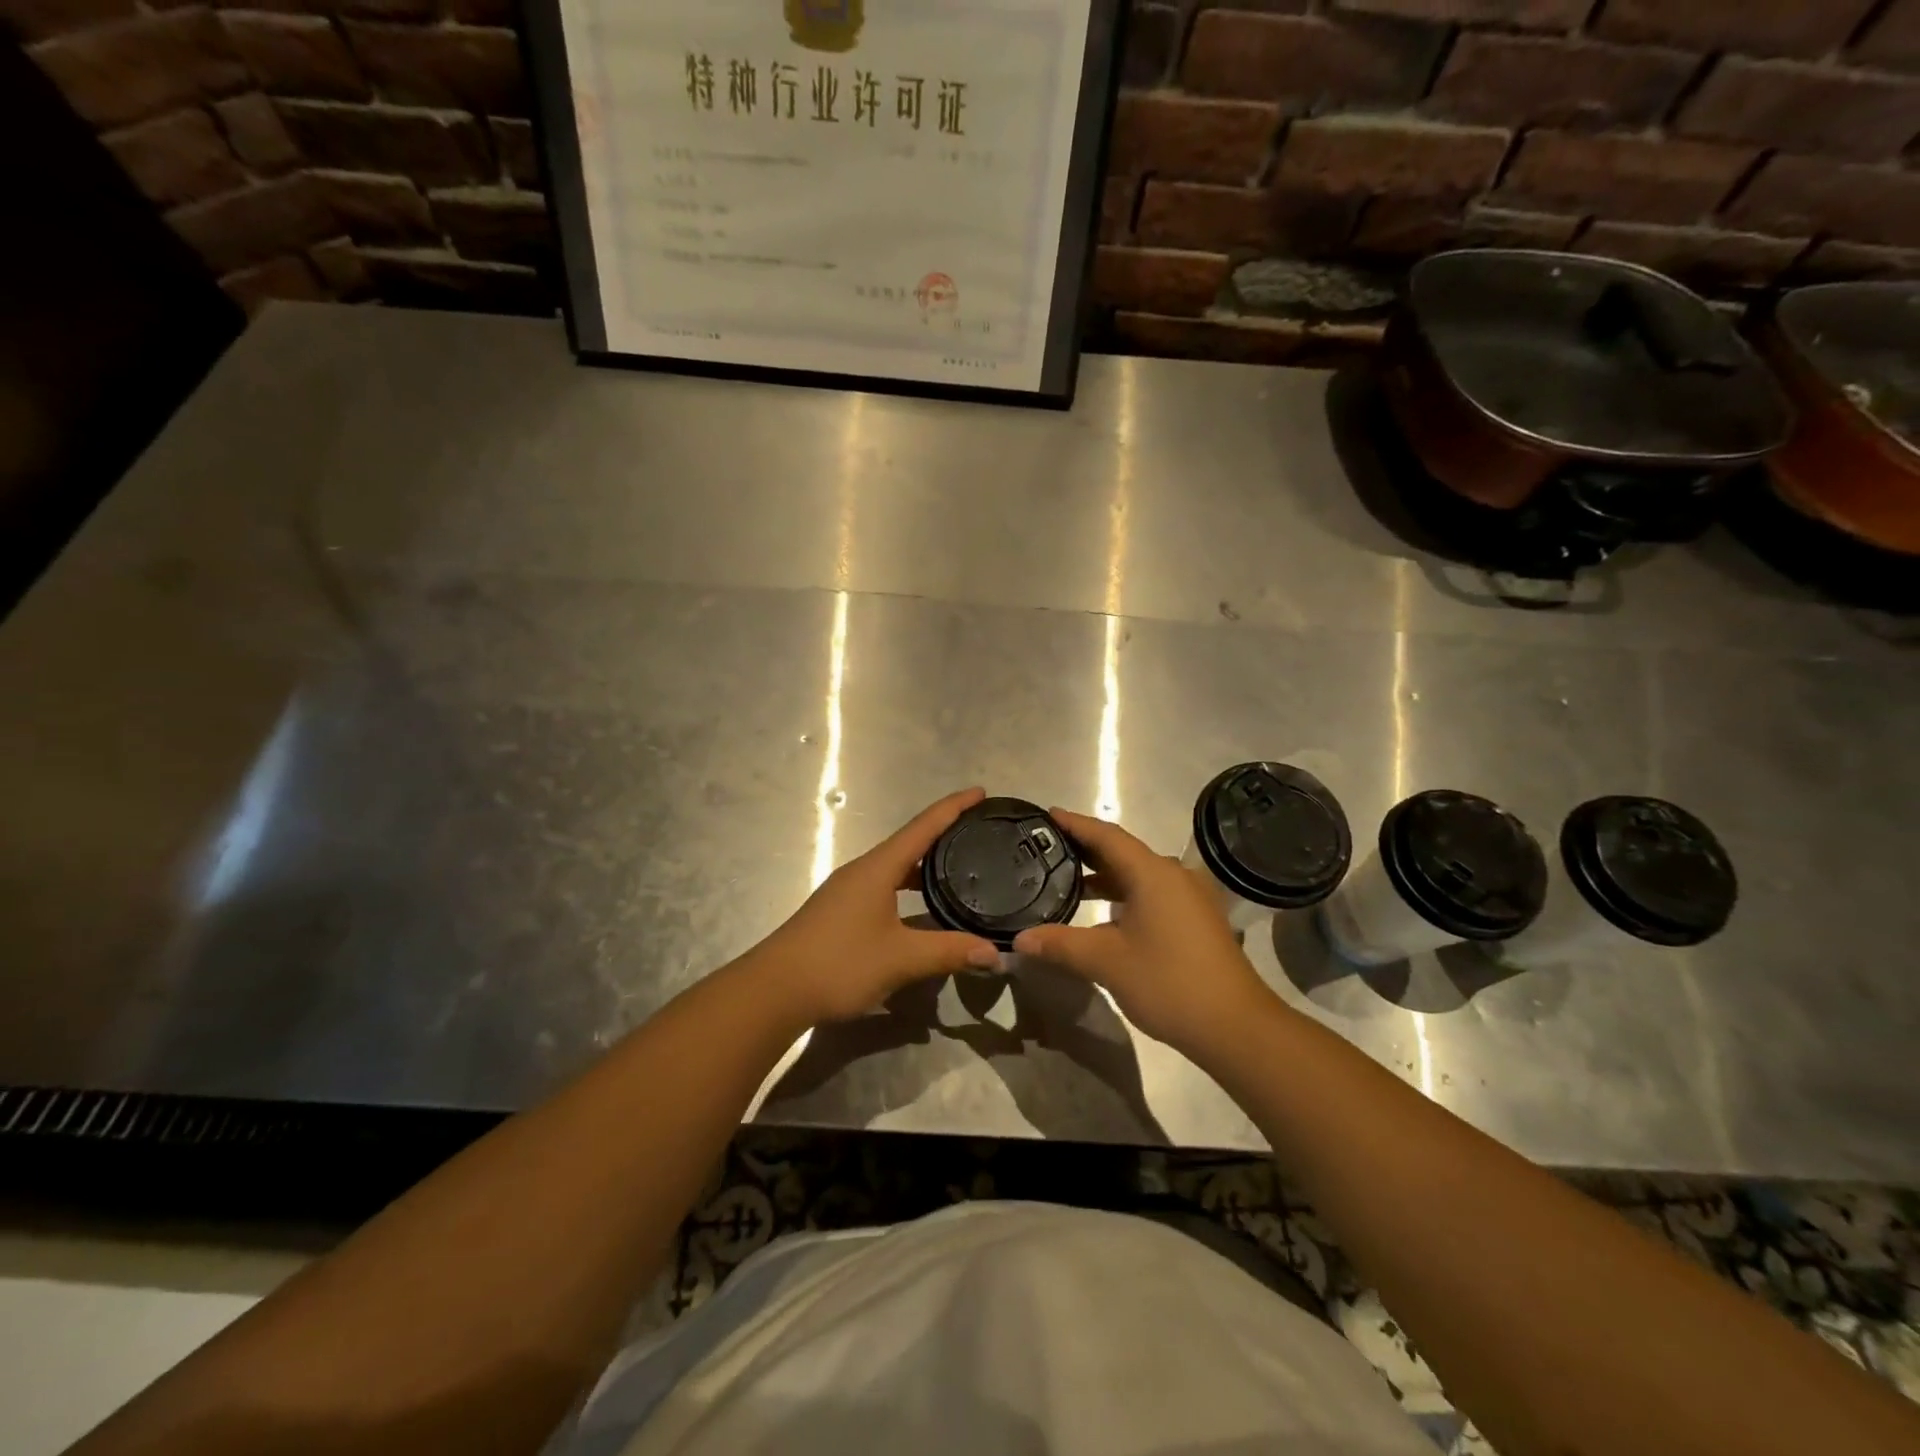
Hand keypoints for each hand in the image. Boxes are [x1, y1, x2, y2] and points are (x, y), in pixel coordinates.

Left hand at [754, 788, 1000, 1024]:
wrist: (774, 990)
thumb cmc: (839, 963)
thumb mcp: (901, 959)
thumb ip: (949, 952)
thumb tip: (996, 953)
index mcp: (878, 868)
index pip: (923, 826)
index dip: (953, 807)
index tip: (981, 792)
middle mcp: (863, 870)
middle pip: (910, 842)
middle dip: (944, 833)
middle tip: (979, 832)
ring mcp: (848, 890)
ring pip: (895, 866)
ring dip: (925, 863)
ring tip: (958, 866)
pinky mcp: (841, 911)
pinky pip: (884, 885)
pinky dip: (909, 885)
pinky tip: (921, 906)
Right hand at [1013, 808, 1280, 1054]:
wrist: (1236, 1026)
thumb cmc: (1169, 982)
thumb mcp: (1107, 962)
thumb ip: (1061, 944)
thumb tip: (1019, 939)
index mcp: (1152, 873)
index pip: (1106, 836)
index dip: (1075, 824)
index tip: (1047, 815)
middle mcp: (1173, 875)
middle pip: (1122, 852)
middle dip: (1085, 850)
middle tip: (1047, 849)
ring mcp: (1189, 898)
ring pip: (1138, 875)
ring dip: (1104, 876)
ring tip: (1066, 880)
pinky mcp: (1196, 920)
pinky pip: (1152, 893)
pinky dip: (1124, 895)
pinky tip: (1103, 913)